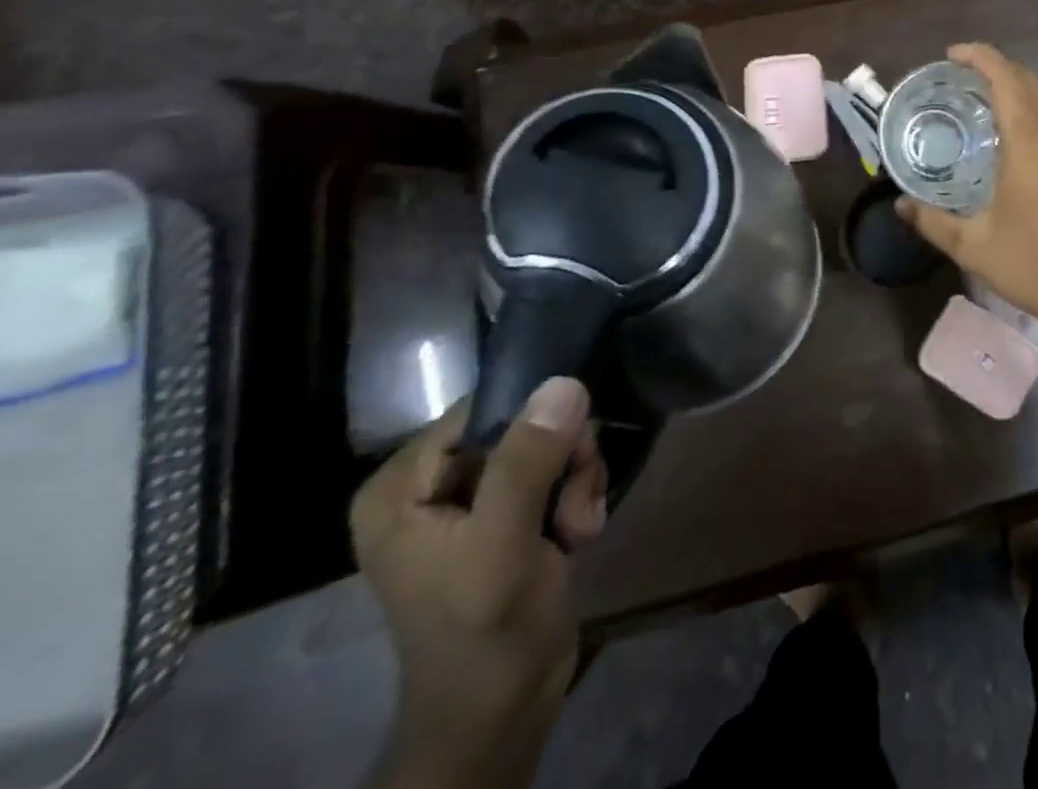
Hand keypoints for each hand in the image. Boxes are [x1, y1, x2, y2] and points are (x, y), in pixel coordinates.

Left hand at [351, 377, 608, 788]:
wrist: (502, 713)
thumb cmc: (484, 633)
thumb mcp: (501, 546)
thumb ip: (526, 463)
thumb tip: (565, 382)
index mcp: (401, 485)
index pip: (482, 408)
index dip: (534, 421)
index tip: (569, 454)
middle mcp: (432, 483)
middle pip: (523, 423)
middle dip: (564, 460)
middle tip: (573, 504)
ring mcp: (472, 499)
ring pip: (550, 444)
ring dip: (577, 481)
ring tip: (577, 527)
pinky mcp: (508, 514)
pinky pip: (558, 471)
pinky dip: (578, 497)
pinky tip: (579, 534)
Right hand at [896, 42, 1037, 331]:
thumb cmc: (1035, 265)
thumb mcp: (974, 246)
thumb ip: (933, 221)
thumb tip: (900, 205)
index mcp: (1031, 144)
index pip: (1007, 80)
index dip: (981, 57)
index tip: (954, 54)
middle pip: (1031, 82)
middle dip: (999, 69)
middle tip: (966, 76)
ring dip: (1023, 88)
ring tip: (993, 99)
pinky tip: (1026, 135)